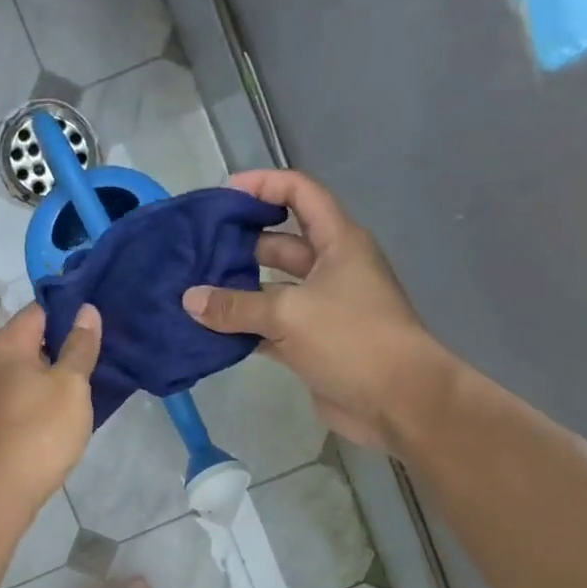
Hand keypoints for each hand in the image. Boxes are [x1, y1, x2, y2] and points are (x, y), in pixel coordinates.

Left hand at [0, 302, 100, 513]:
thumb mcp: (70, 385)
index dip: (71, 311)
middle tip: (102, 352)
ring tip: (89, 380)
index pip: (41, 310)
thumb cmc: (39, 432)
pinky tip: (64, 410)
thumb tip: (86, 309)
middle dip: (65, 343)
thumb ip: (80, 346)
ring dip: (54, 373)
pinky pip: (20, 396)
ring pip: (26, 371)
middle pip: (32, 340)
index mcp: (6, 344)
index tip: (101, 320)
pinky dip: (41, 396)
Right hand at [183, 170, 446, 449]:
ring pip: (272, 291)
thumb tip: (189, 299)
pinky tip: (209, 333)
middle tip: (196, 253)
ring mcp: (321, 309)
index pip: (300, 194)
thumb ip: (237, 307)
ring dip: (238, 293)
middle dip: (241, 245)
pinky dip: (245, 330)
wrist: (397, 401)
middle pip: (281, 244)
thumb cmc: (352, 338)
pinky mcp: (311, 345)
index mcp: (338, 242)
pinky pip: (270, 329)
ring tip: (193, 293)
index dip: (264, 186)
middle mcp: (331, 269)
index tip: (224, 195)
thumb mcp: (290, 314)